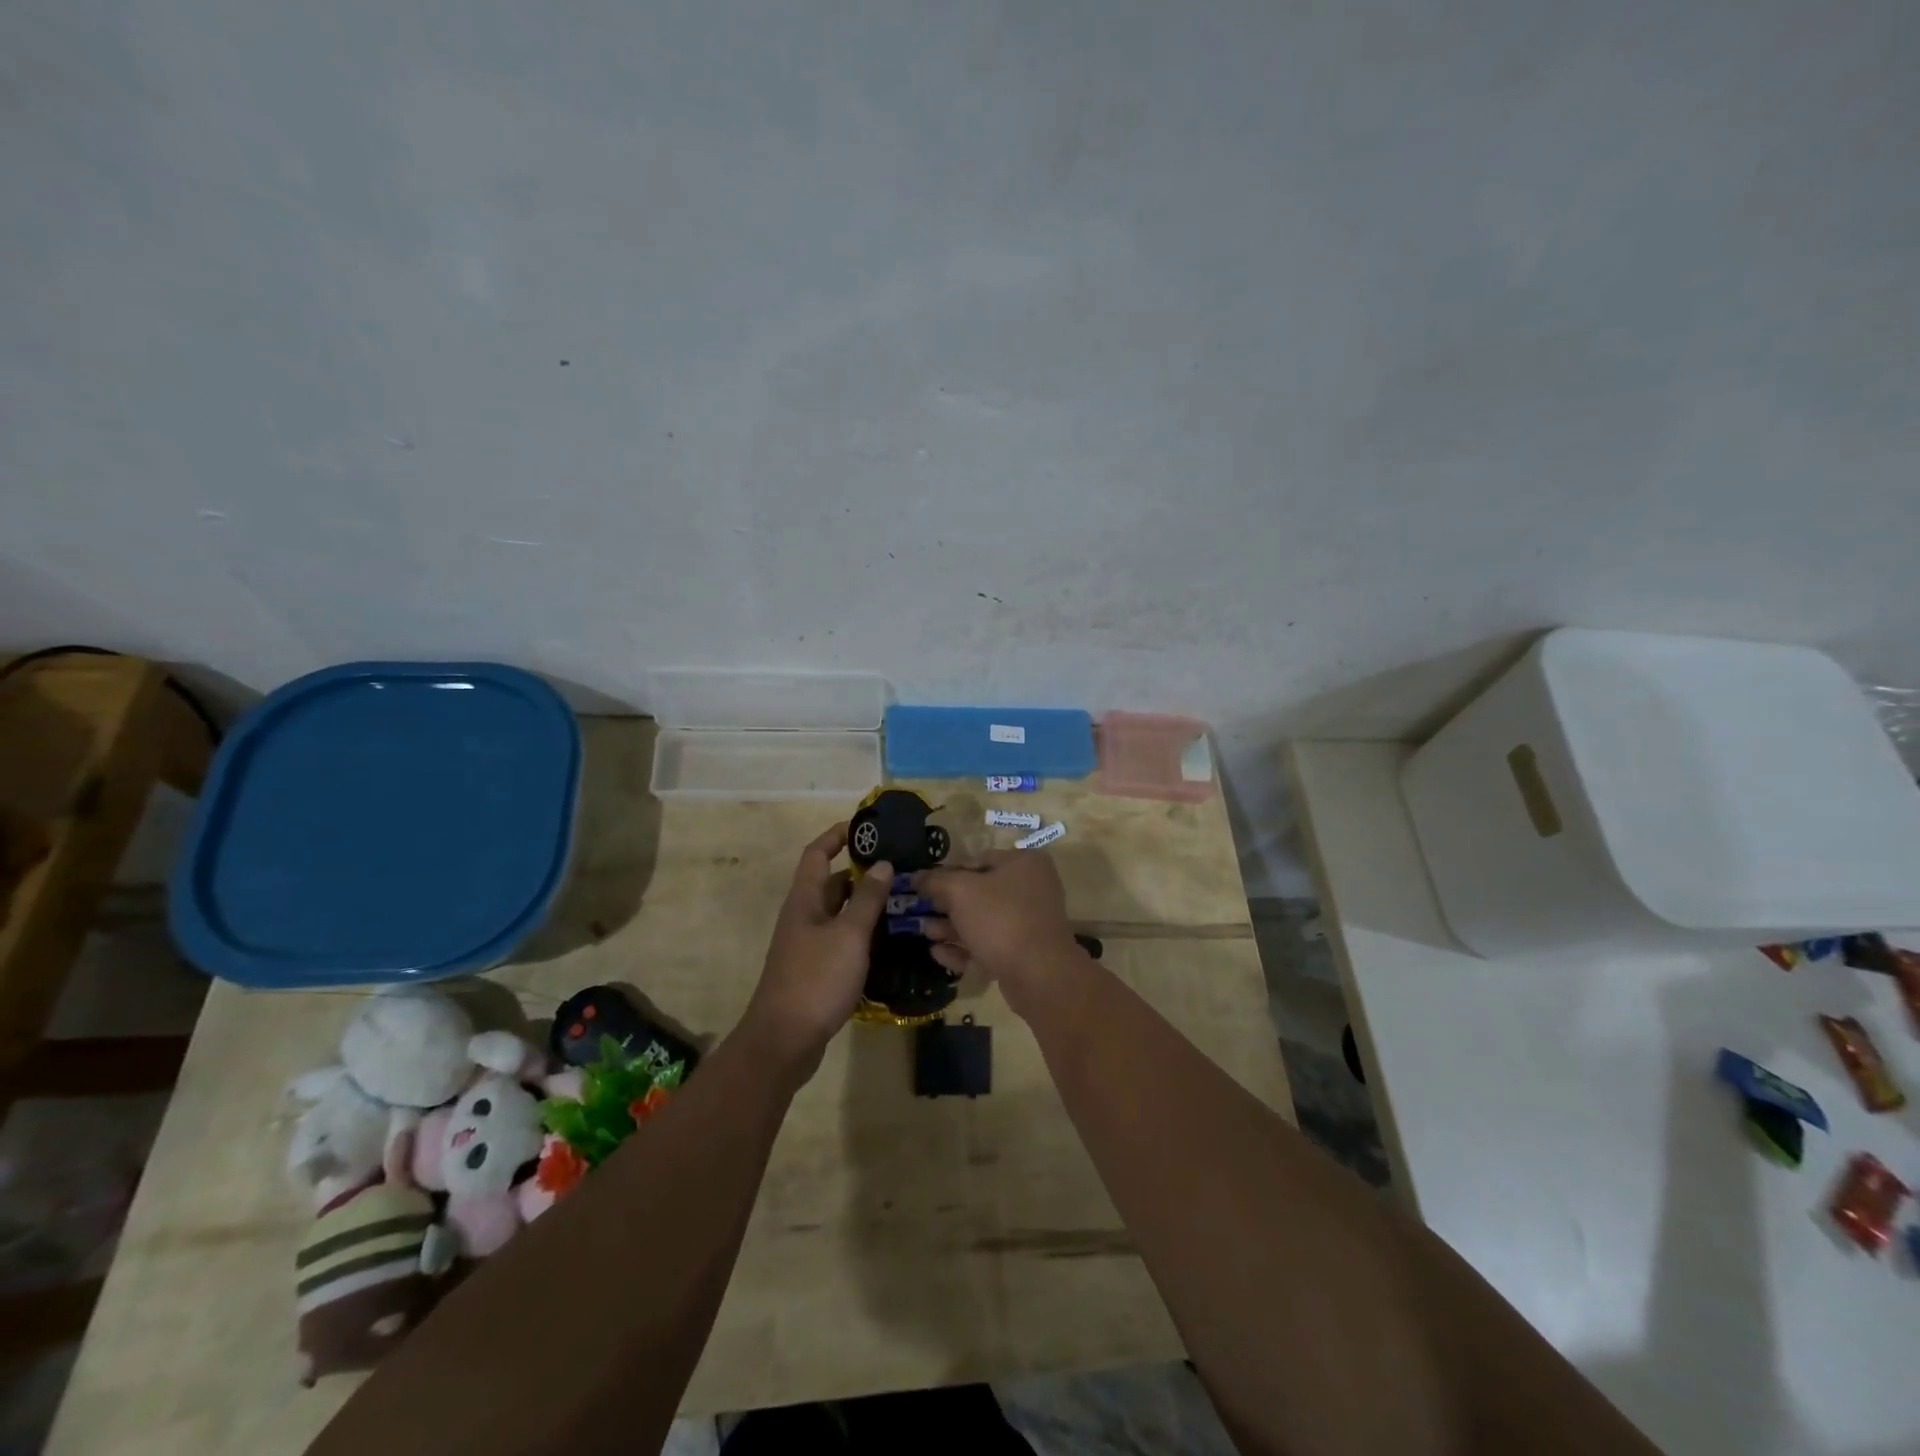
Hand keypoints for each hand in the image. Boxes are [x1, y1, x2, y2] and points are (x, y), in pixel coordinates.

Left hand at [741, 824, 890, 1078]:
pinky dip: (862, 934)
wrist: (784, 1041)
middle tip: (900, 868)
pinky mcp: (815, 970)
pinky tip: (888, 941)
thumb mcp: (849, 935)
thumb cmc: (816, 979)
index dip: (837, 835)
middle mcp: (803, 917)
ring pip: (839, 913)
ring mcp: (807, 945)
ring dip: (865, 905)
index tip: (865, 827)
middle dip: (862, 872)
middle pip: (832, 883)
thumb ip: (867, 899)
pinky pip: (841, 939)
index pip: (817, 854)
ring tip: (903, 901)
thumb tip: (883, 863)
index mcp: (805, 900)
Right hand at [914, 851, 1084, 1013]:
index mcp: (1023, 863)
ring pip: (983, 922)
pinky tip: (937, 953)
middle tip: (920, 911)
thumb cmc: (1000, 919)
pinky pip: (989, 946)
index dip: (948, 873)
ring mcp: (1029, 924)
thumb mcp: (961, 891)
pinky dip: (964, 949)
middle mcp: (1031, 889)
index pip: (978, 860)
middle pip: (980, 893)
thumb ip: (935, 881)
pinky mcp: (1024, 954)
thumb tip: (917, 877)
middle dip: (947, 904)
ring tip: (923, 931)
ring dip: (951, 927)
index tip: (924, 887)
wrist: (1039, 974)